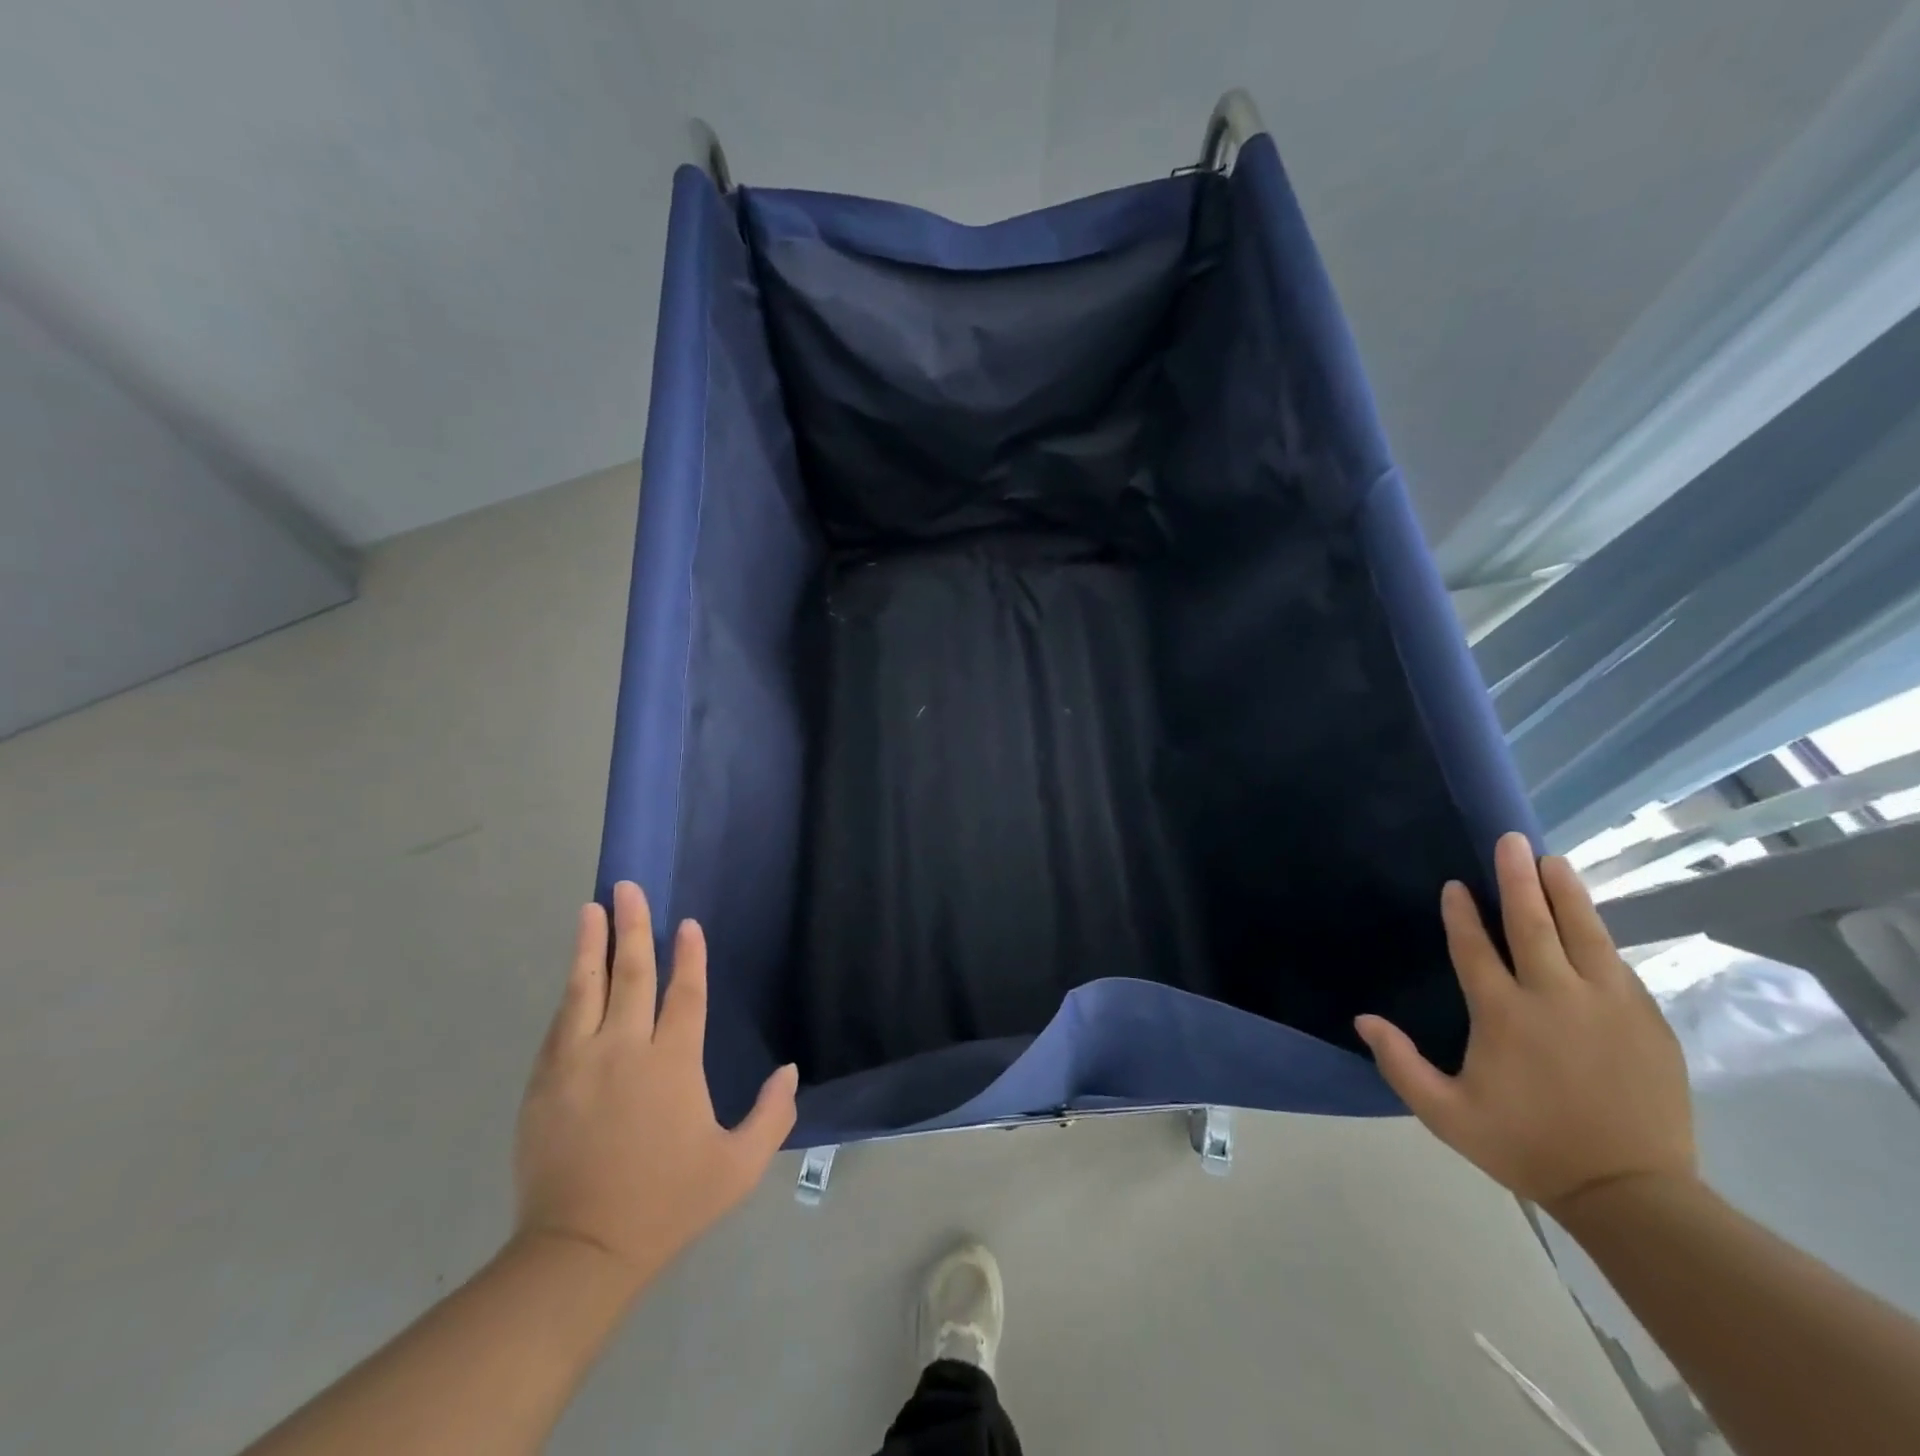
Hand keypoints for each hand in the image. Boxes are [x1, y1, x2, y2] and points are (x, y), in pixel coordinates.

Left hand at [512, 883, 797, 1287]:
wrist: (580, 1252)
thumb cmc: (668, 1204)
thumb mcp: (737, 1167)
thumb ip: (771, 1115)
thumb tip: (789, 1071)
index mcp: (672, 1063)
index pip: (684, 993)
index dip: (688, 955)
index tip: (686, 924)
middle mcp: (624, 1050)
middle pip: (631, 974)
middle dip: (633, 927)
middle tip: (628, 888)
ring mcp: (578, 1063)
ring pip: (585, 989)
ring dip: (590, 945)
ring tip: (592, 908)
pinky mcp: (544, 1083)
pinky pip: (559, 1024)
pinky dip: (570, 992)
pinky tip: (574, 974)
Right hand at [1355, 832, 1696, 1218]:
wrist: (1632, 1194)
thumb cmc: (1526, 1147)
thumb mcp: (1446, 1115)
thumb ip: (1400, 1064)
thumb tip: (1363, 1018)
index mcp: (1503, 1014)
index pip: (1475, 947)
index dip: (1461, 913)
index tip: (1454, 885)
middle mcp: (1554, 996)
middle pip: (1533, 924)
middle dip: (1518, 878)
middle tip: (1511, 841)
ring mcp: (1607, 1005)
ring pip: (1584, 933)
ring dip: (1565, 893)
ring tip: (1553, 860)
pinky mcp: (1646, 1021)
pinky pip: (1616, 964)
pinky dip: (1598, 935)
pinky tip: (1589, 922)